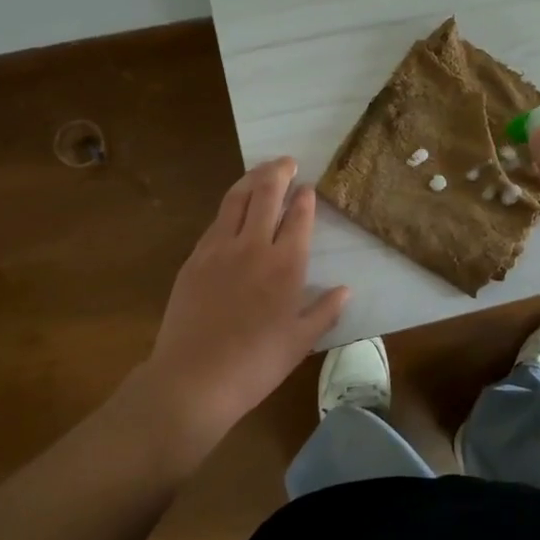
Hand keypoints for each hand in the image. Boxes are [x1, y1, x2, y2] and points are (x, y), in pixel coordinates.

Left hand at [127, 157, 348, 448]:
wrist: (194, 378)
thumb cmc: (256, 364)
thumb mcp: (301, 342)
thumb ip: (325, 311)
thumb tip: (345, 290)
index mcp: (285, 266)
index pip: (298, 218)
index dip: (305, 199)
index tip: (309, 188)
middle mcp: (253, 247)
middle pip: (266, 195)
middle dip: (279, 173)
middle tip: (288, 162)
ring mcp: (219, 249)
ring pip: (236, 199)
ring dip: (252, 178)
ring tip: (262, 169)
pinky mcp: (194, 258)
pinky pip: (216, 221)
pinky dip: (229, 205)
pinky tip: (233, 206)